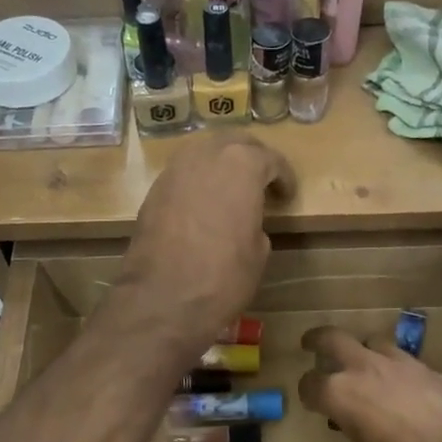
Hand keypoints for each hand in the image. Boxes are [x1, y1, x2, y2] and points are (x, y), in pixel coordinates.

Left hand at [116, 134, 294, 352]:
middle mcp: (206, 155)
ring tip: (232, 189)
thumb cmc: (223, 277)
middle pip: (234, 142)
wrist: (163, 299)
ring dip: (221, 165)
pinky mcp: (153, 191)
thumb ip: (256, 222)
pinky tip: (204, 204)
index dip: (283, 177)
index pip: (270, 159)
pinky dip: (198, 182)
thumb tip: (245, 221)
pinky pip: (184, 175)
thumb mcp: (259, 252)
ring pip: (204, 152)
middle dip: (251, 157)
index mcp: (241, 165)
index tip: (287, 194)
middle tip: (262, 179)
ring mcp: (174, 170)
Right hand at [298, 326, 441, 441]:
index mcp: (341, 394)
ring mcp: (398, 362)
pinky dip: (392, 366)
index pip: (311, 384)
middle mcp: (364, 368)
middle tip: (311, 343)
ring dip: (362, 351)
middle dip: (318, 340)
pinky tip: (400, 384)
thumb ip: (356, 429)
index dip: (308, 393)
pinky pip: (401, 358)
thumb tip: (358, 421)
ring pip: (371, 341)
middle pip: (332, 339)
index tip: (311, 400)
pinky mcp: (426, 367)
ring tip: (364, 366)